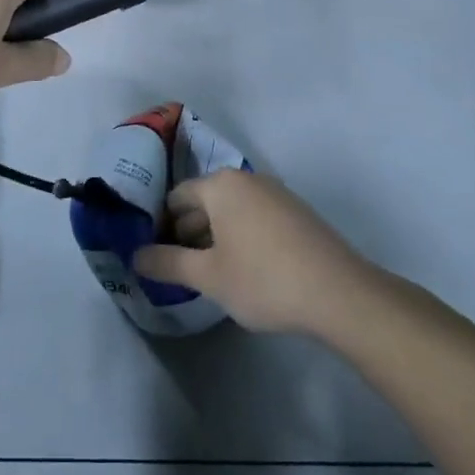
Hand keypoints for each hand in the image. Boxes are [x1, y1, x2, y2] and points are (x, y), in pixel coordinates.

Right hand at [133, 170, 371, 334]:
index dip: (161, 226)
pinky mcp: (298, 214)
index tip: (156, 255)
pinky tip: (245, 271)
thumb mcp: (208, 277)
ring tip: (210, 274)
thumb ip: (167, 263)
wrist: (340, 294)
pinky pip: (256, 218)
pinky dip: (242, 237)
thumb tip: (135, 256)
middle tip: (179, 268)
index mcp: (221, 185)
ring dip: (215, 237)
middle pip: (205, 202)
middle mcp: (247, 180)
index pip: (177, 197)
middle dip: (188, 232)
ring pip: (232, 211)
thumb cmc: (263, 279)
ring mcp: (277, 194)